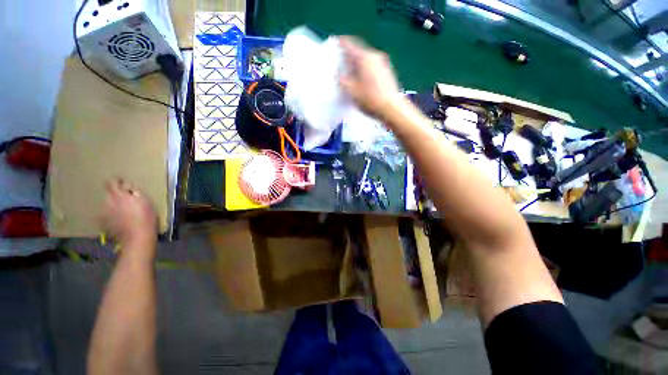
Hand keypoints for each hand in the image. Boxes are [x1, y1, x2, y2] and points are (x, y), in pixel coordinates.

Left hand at [101, 179, 156, 250]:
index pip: (111, 183)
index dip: (116, 181)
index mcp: (118, 195)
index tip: (121, 182)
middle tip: (126, 199)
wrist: (138, 236)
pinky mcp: (103, 222)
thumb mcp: (145, 201)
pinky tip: (119, 219)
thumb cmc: (145, 217)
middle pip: (108, 194)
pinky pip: (106, 214)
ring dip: (113, 204)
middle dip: (116, 194)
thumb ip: (134, 192)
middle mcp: (107, 202)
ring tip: (123, 210)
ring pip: (107, 204)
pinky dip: (111, 214)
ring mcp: (104, 213)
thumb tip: (127, 186)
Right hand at [338, 36, 400, 119]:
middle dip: (349, 56)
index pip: (349, 43)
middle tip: (341, 65)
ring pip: (366, 59)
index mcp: (364, 57)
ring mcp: (383, 63)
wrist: (392, 109)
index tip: (334, 45)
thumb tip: (338, 72)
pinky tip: (363, 81)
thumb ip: (341, 79)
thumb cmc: (369, 99)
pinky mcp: (388, 72)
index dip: (340, 42)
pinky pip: (373, 66)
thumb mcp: (350, 91)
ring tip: (351, 75)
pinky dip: (366, 70)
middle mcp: (374, 55)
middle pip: (359, 51)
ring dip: (358, 64)